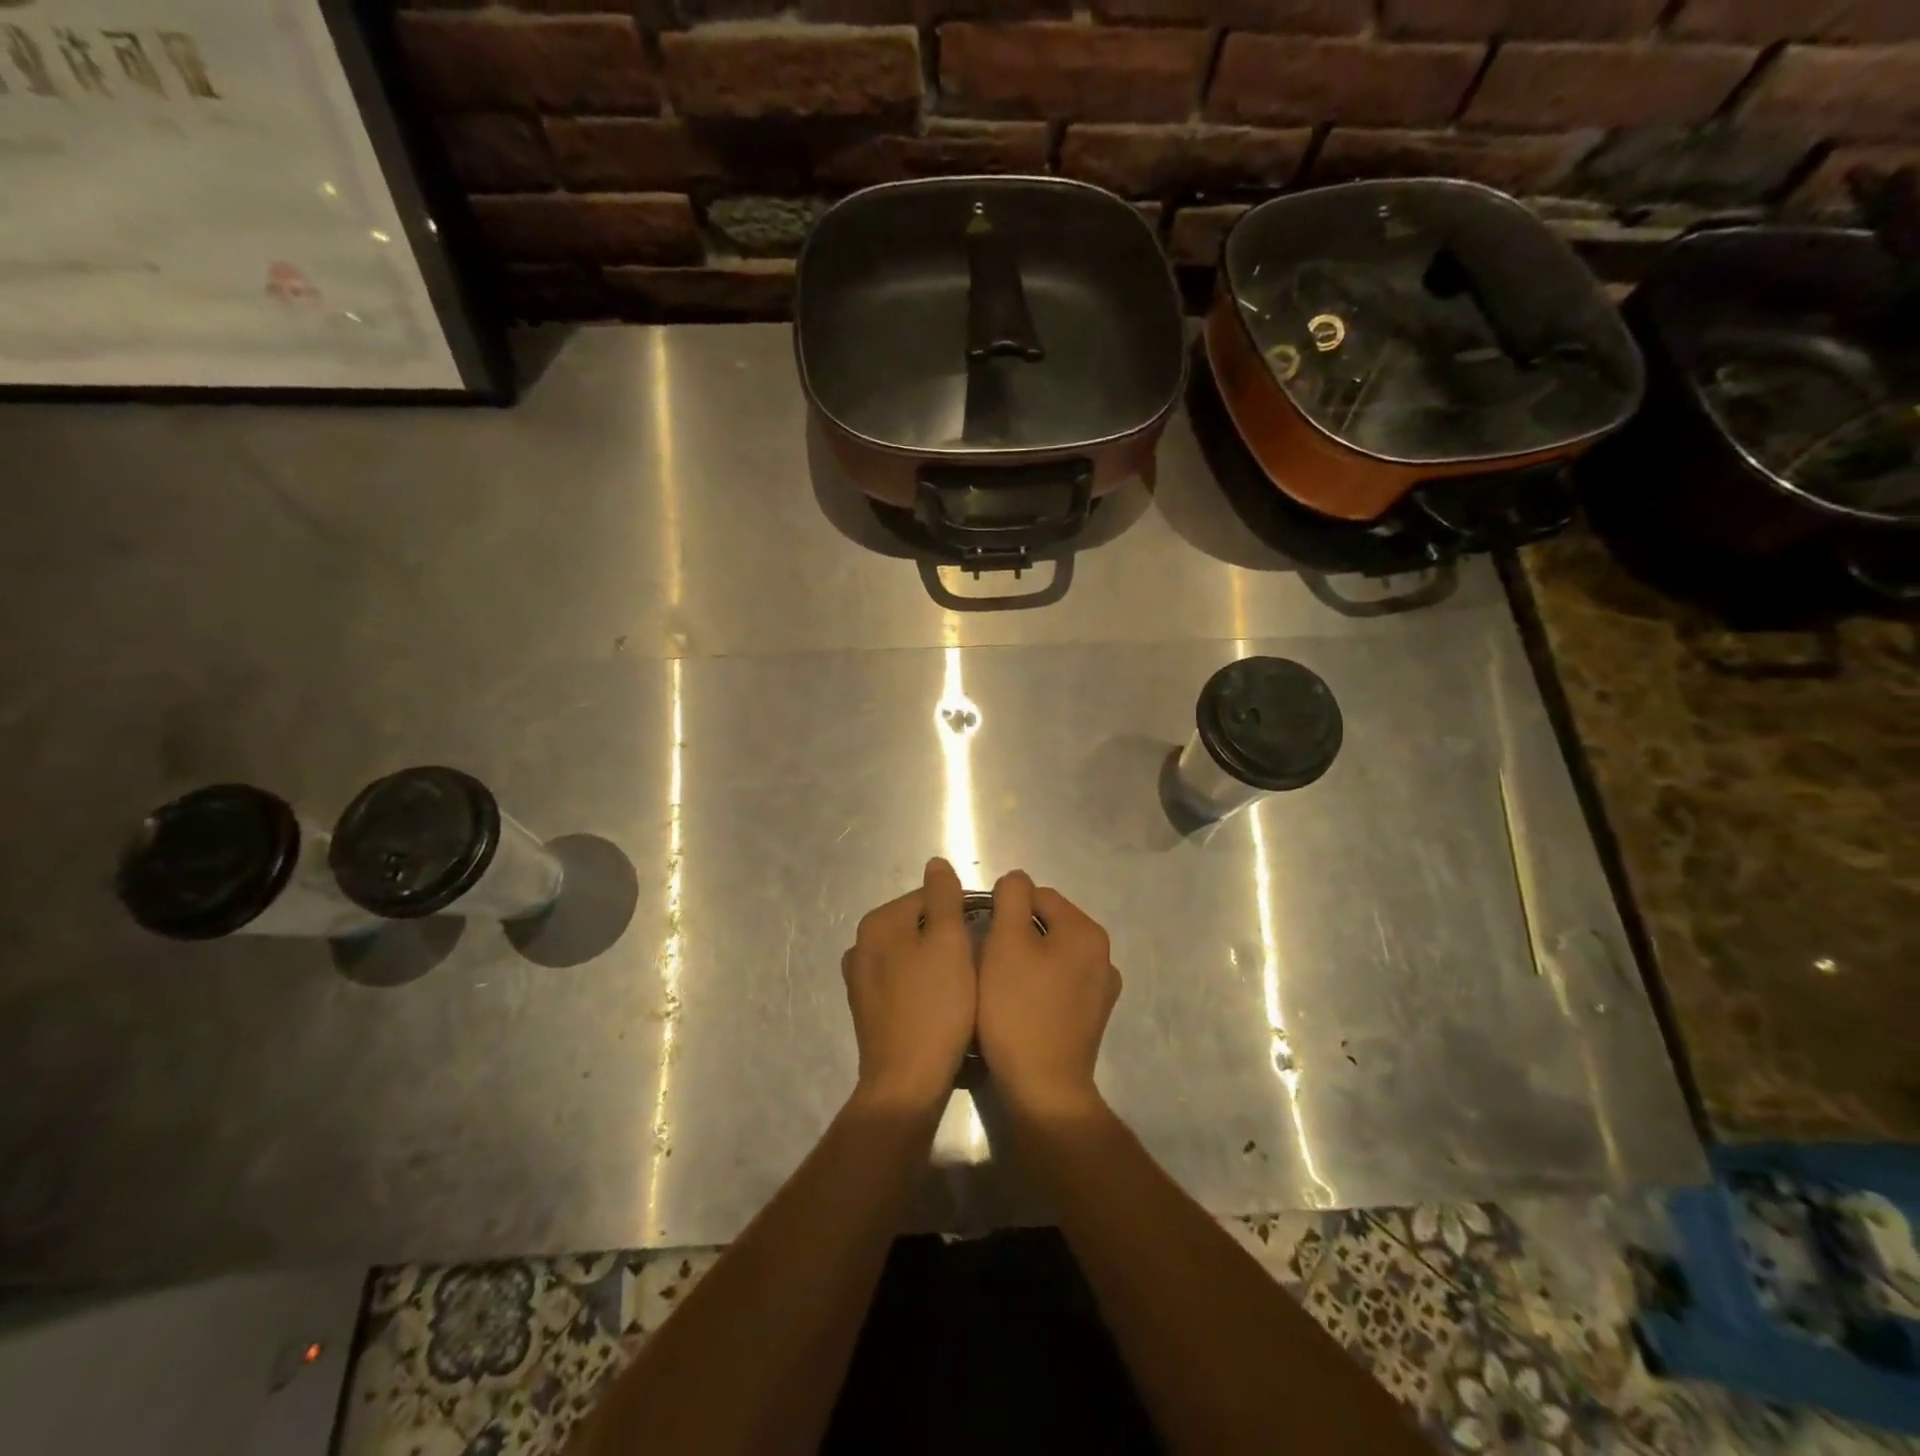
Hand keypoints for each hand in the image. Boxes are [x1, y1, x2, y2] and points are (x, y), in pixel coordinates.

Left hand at [841, 857, 976, 1114]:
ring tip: (963, 985)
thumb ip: (943, 897)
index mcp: (878, 923)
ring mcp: (860, 981)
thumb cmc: (935, 1005)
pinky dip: (922, 986)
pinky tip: (942, 1005)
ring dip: (936, 963)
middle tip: (977, 963)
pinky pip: (903, 983)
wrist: (907, 1082)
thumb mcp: (948, 941)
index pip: (928, 898)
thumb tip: (936, 864)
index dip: (962, 912)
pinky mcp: (868, 1010)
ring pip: (911, 955)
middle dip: (948, 938)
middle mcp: (861, 946)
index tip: (985, 936)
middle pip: (918, 926)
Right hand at [977, 872, 1119, 1122]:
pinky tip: (1019, 1007)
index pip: (1037, 896)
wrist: (1043, 1089)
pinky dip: (1038, 986)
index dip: (1004, 909)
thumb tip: (1016, 881)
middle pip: (1047, 924)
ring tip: (999, 985)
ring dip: (1026, 961)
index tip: (981, 935)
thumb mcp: (1006, 942)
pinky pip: (1059, 984)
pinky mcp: (1091, 1018)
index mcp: (1086, 931)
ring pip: (1052, 955)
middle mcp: (1103, 955)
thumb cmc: (1018, 1009)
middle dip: (1016, 935)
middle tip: (986, 961)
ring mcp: (1101, 990)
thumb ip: (1011, 897)